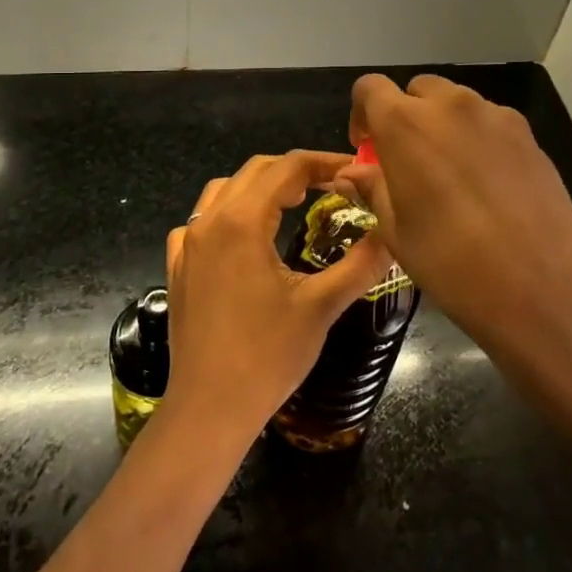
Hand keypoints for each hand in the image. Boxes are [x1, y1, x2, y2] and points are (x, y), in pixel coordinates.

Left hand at [161, 150, 393, 442]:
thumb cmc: (267, 356)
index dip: (324, 162)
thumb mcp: (321, 307)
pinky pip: (200, 221)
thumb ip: (360, 264)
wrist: (209, 409)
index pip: (287, 168)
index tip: (353, 170)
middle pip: (255, 171)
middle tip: (332, 186)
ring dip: (260, 186)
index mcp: (242, 220)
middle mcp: (210, 221)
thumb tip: (393, 235)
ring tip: (292, 203)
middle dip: (295, 170)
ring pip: (224, 190)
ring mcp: (187, 244)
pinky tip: (244, 237)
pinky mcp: (178, 267)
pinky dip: (228, 213)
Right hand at [333, 74, 571, 371]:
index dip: (362, 112)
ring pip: (457, 103)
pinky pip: (490, 122)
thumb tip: (351, 174)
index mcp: (405, 123)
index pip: (370, 88)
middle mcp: (449, 105)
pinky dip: (478, 138)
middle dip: (406, 115)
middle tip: (408, 160)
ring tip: (451, 173)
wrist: (539, 283)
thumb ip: (373, 188)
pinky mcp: (528, 134)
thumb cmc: (450, 260)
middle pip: (418, 90)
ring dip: (444, 124)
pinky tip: (488, 184)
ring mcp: (494, 116)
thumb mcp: (397, 230)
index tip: (367, 147)